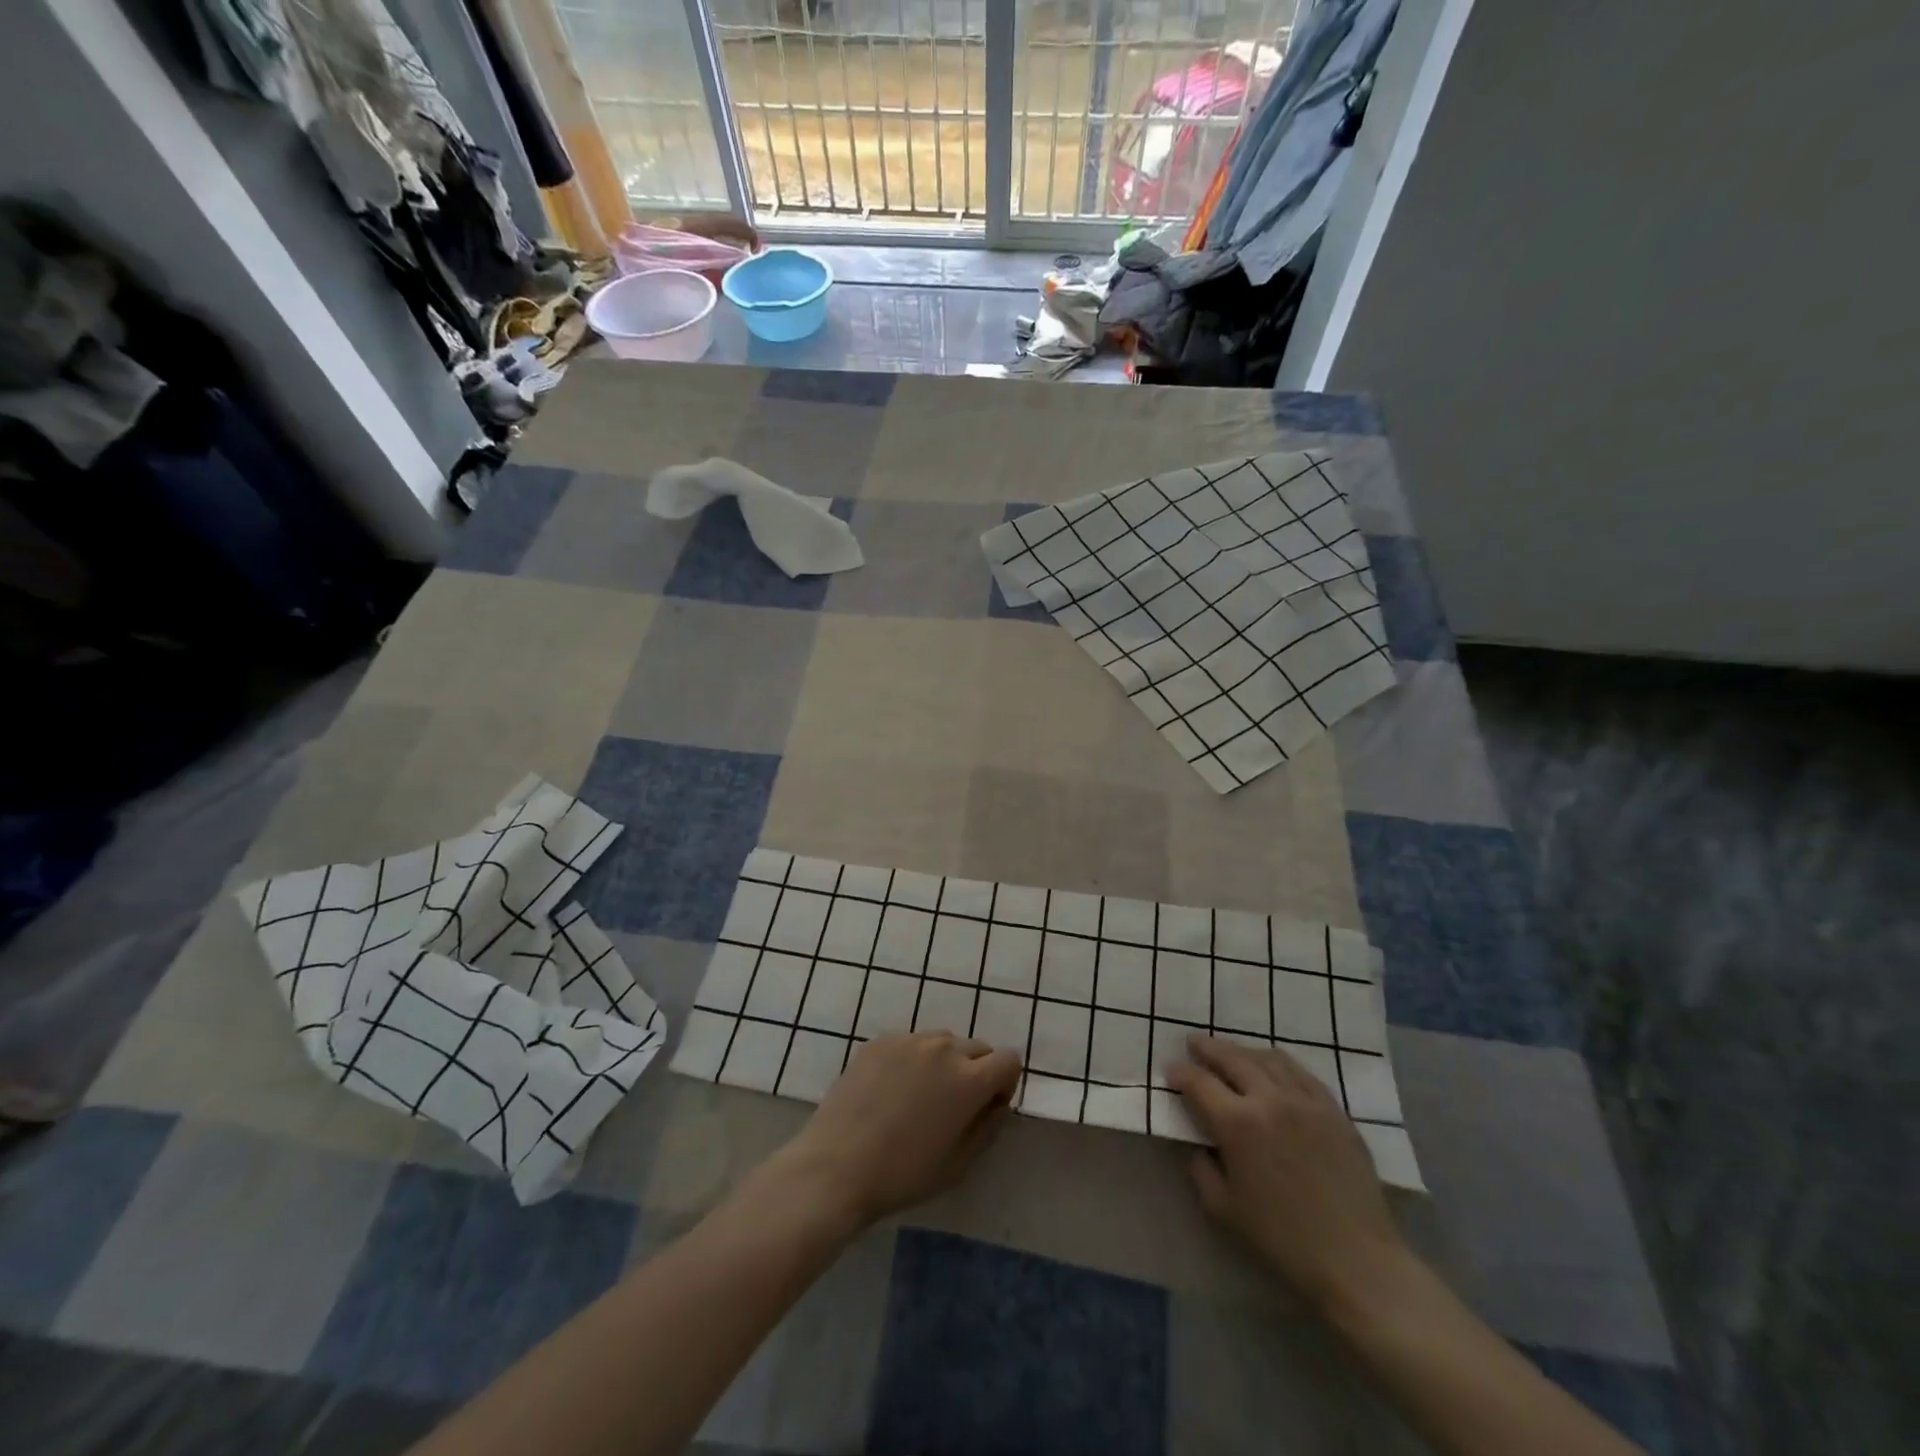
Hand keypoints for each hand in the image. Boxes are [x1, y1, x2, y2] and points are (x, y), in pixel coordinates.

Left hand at [764, 1032, 1021, 1229]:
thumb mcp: (959, 1164)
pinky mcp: (880, 1040)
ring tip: (920, 1097)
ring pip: (943, 1042)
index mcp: (969, 1078)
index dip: (1005, 1083)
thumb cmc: (903, 1174)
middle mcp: (943, 1047)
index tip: (987, 1107)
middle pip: (978, 1048)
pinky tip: (891, 1092)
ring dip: (945, 1062)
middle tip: (954, 1107)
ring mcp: (909, 1039)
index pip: (1009, 1059)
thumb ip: (989, 1127)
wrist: (836, 1165)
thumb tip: (999, 1103)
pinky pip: (911, 1044)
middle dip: (977, 1072)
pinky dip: (913, 1060)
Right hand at [1169, 1035, 1406, 1311]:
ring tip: (1229, 1052)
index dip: (1180, 1072)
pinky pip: (1299, 1072)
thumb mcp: (1223, 1209)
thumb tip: (1200, 1144)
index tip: (1170, 1070)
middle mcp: (1268, 1099)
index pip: (1199, 1083)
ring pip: (1266, 1058)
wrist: (1356, 1258)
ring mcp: (1304, 1100)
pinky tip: (1271, 1066)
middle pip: (1231, 1059)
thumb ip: (1201, 1168)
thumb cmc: (1282, 1238)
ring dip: (1241, 1051)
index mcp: (1237, 1124)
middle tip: (1193, 1043)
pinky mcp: (1333, 1109)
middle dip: (1207, 1048)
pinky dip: (1276, 1062)